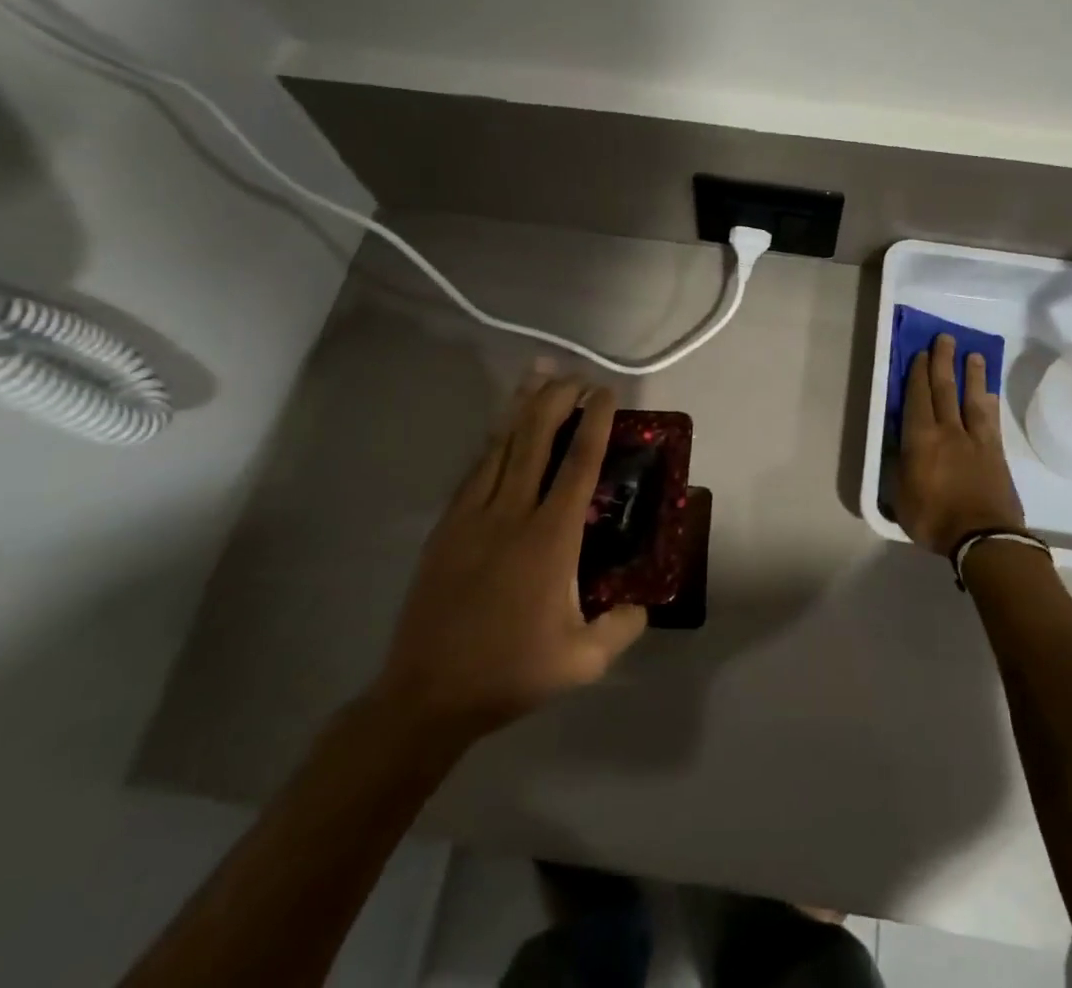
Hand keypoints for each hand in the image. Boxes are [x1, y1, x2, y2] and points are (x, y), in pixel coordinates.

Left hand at [368, 371, 647, 744]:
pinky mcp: (446, 528)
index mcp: (550, 539)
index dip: (594, 423)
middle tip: (576, 376)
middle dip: (557, 399)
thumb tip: (644, 603)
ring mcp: (472, 517)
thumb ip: (623, 627)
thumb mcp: (583, 662)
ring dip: (522, 409)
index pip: (578, 465)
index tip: (605, 393)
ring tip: (539, 379)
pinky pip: (475, 471)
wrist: (427, 695)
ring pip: (501, 446)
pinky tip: (502, 430)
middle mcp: (511, 515)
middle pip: (535, 440)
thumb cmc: (510, 672)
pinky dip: (494, 442)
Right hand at [895, 334, 1024, 556]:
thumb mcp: (901, 498)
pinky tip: (989, 392)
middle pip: (945, 389)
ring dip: (971, 374)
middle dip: (943, 361)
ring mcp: (975, 440)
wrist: (984, 538)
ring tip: (972, 354)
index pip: (918, 398)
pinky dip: (988, 402)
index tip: (921, 353)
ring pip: (972, 398)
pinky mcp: (996, 452)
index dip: (918, 374)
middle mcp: (948, 431)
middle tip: (945, 338)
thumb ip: (899, 468)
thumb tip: (898, 446)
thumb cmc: (935, 520)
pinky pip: (990, 419)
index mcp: (921, 440)